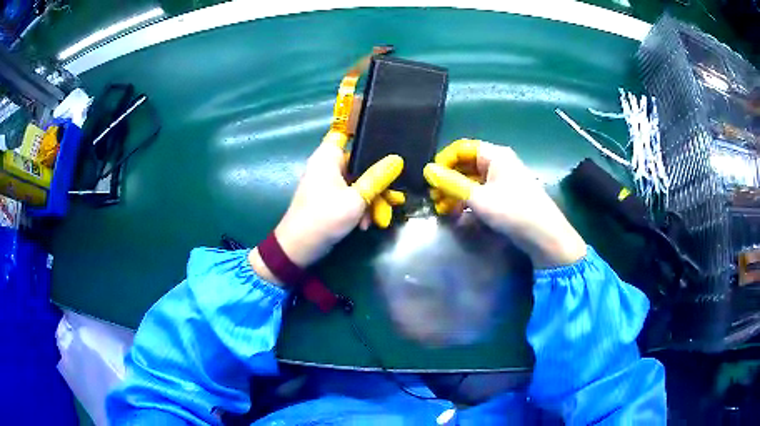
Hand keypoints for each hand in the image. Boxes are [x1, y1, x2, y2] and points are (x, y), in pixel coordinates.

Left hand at [250, 131, 403, 283]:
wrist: (298, 249)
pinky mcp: (329, 199)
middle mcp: (327, 165)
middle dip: (377, 181)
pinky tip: (365, 224)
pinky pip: (349, 195)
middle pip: (358, 162)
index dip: (363, 133)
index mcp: (328, 157)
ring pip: (357, 182)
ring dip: (370, 200)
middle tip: (393, 195)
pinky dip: (359, 207)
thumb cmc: (324, 217)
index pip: (345, 132)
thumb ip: (377, 178)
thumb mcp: (356, 199)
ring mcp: (327, 183)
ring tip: (378, 218)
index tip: (386, 140)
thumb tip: (397, 160)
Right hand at [423, 139, 585, 267]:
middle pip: (467, 165)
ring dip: (457, 194)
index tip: (430, 179)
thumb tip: (427, 170)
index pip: (462, 149)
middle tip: (434, 198)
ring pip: (473, 181)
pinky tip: (459, 216)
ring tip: (443, 210)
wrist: (545, 236)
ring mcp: (504, 181)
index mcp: (495, 155)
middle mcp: (499, 163)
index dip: (444, 161)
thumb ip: (451, 183)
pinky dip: (469, 202)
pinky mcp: (506, 197)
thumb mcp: (478, 198)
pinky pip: (482, 193)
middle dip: (448, 180)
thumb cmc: (512, 211)